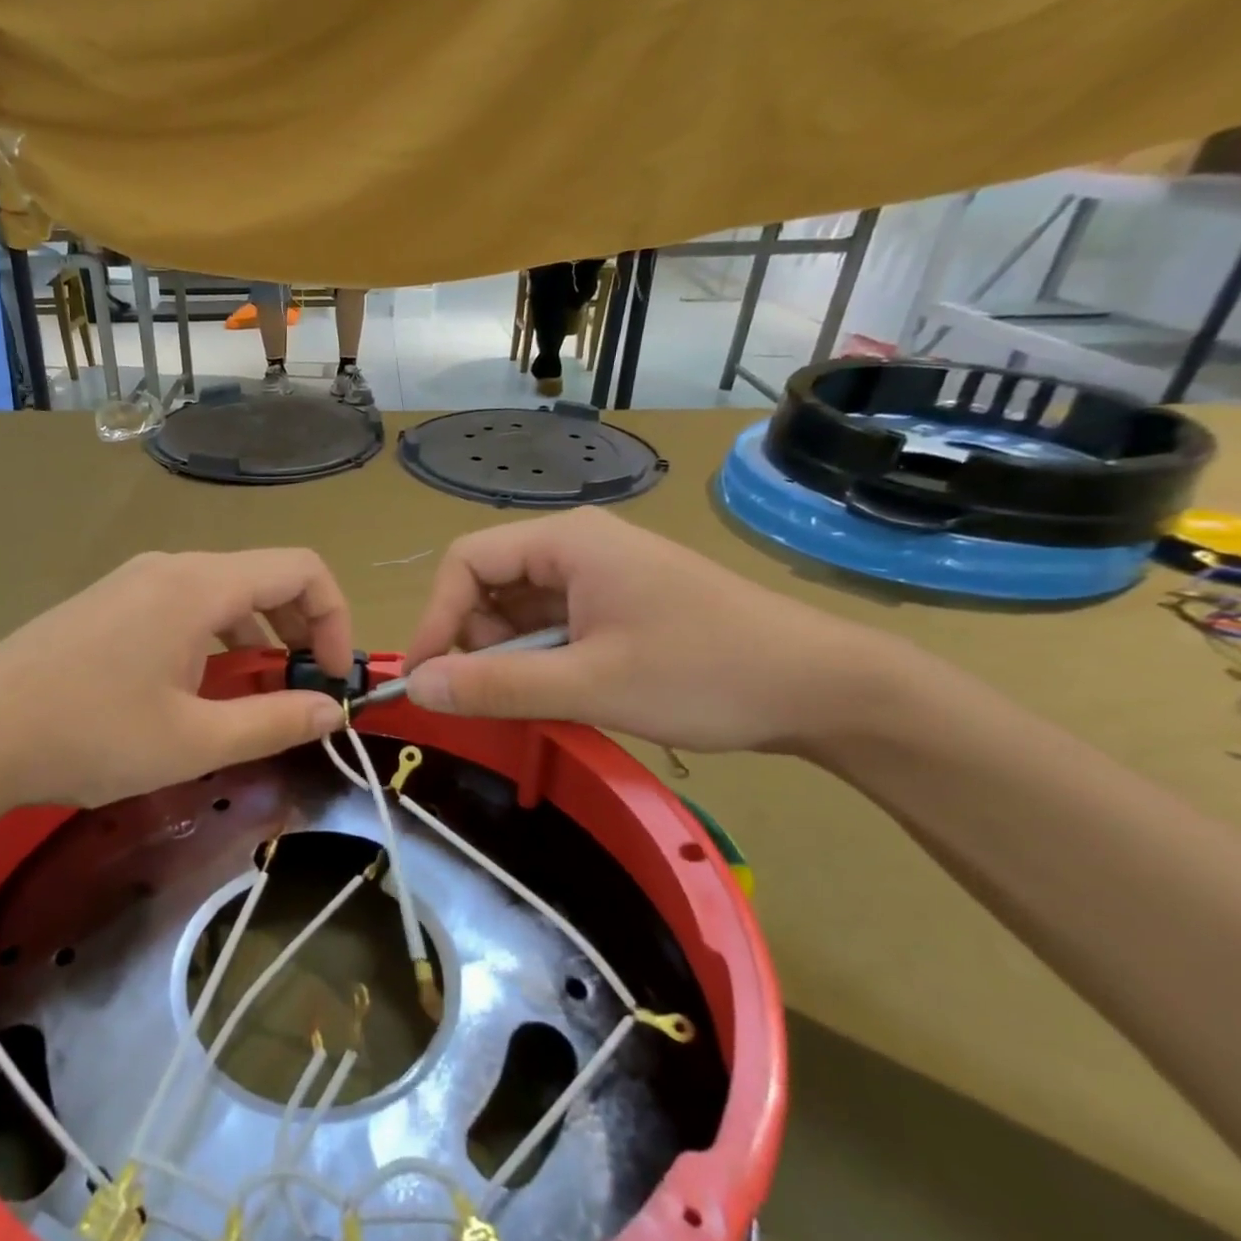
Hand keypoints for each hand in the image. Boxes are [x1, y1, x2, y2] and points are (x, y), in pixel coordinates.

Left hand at [0, 550, 353, 813]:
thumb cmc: (89, 736)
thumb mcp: (194, 741)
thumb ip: (274, 722)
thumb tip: (332, 711)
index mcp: (198, 586)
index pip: (300, 570)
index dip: (334, 619)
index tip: (331, 678)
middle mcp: (170, 567)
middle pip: (263, 577)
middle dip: (299, 629)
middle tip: (303, 689)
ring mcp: (134, 581)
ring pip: (223, 593)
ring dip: (257, 637)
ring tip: (255, 695)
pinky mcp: (109, 603)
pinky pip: (184, 606)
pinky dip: (216, 638)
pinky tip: (198, 688)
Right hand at [402, 509, 893, 752]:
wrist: (823, 689)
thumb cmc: (705, 674)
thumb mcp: (590, 685)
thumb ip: (496, 686)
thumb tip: (416, 687)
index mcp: (568, 542)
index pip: (466, 562)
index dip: (435, 617)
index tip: (425, 679)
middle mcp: (577, 548)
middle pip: (488, 586)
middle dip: (478, 642)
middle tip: (502, 695)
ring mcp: (600, 577)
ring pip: (518, 613)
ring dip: (512, 658)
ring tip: (548, 698)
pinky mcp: (617, 607)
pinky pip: (552, 629)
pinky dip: (542, 662)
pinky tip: (569, 692)